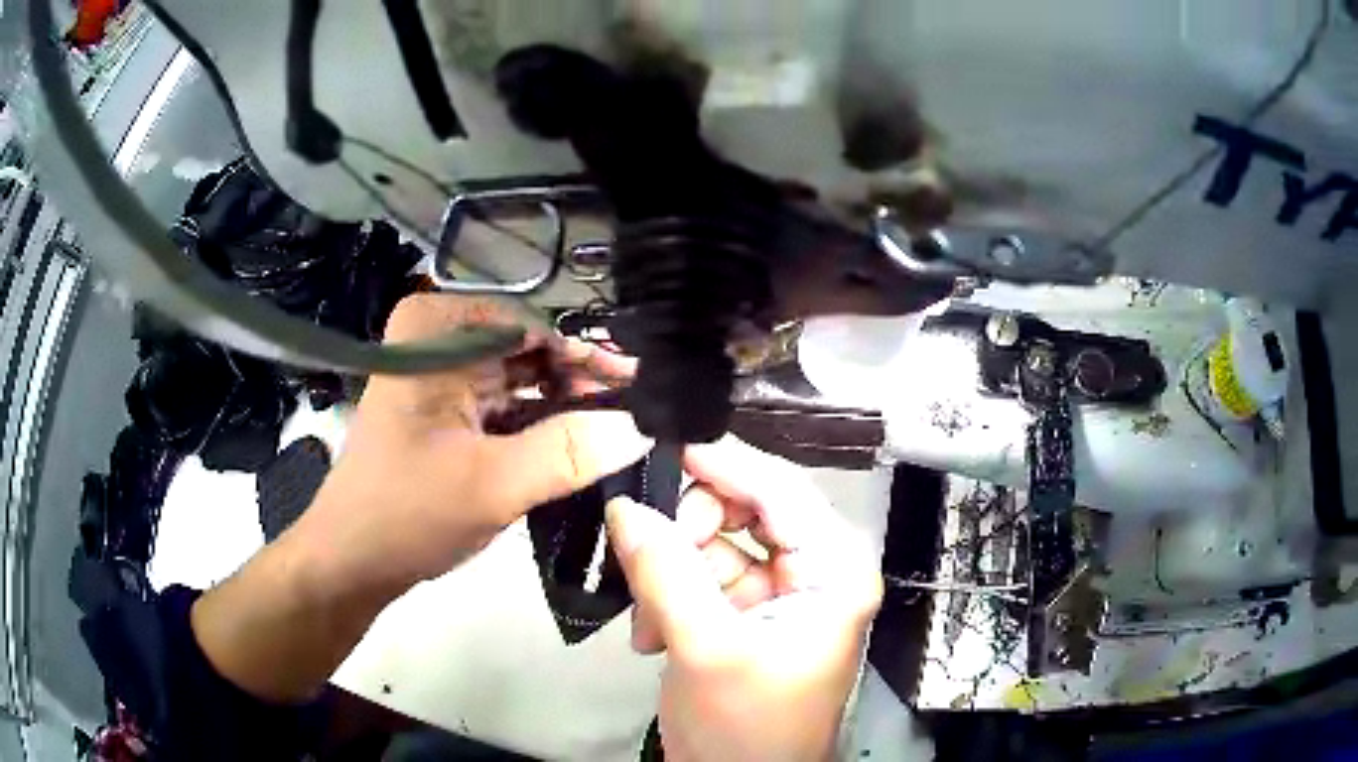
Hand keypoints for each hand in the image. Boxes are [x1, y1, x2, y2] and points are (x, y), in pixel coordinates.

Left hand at [194, 293, 649, 702]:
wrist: (352, 560)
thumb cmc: (407, 513)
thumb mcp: (492, 485)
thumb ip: (569, 452)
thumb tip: (642, 426)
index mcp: (435, 333)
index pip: (531, 327)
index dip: (588, 357)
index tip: (641, 385)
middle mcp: (436, 340)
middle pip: (528, 349)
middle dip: (580, 380)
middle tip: (639, 409)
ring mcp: (440, 375)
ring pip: (520, 377)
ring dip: (565, 402)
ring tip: (620, 426)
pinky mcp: (447, 410)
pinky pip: (506, 403)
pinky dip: (541, 421)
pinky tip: (580, 439)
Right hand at [606, 437, 881, 761]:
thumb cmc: (747, 728)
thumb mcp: (706, 649)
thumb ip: (665, 572)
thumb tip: (625, 505)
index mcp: (834, 570)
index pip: (780, 491)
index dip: (723, 464)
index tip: (664, 446)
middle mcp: (814, 570)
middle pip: (743, 513)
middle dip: (687, 535)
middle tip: (645, 558)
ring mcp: (778, 593)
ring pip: (712, 545)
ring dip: (669, 575)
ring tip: (647, 622)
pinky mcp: (745, 615)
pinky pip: (700, 579)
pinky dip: (668, 599)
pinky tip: (651, 638)